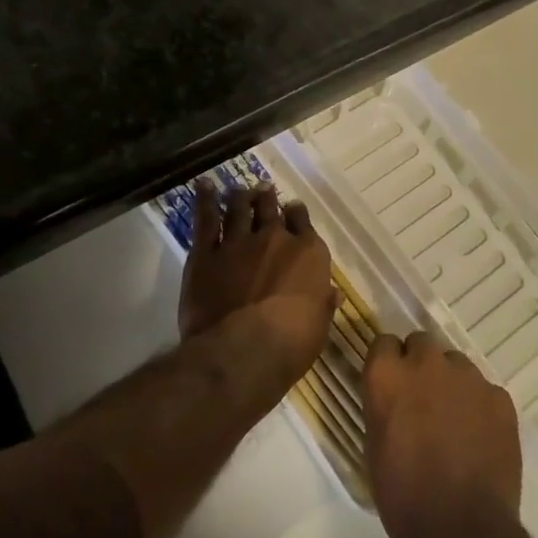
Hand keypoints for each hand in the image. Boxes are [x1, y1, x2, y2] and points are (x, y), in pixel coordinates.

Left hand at [178, 181, 335, 386]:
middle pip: (270, 208)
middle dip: (267, 198)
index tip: (292, 210)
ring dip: (240, 196)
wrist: (242, 352)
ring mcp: (239, 242)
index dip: (296, 214)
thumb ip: (323, 303)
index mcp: (308, 253)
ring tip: (239, 190)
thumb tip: (333, 293)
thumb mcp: (319, 326)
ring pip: (239, 207)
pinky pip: (206, 219)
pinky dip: (205, 199)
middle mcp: (275, 238)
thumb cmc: (291, 345)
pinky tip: (204, 186)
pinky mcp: (206, 253)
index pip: (303, 222)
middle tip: (263, 191)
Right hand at [363, 330, 521, 537]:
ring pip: (456, 364)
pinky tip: (480, 438)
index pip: (384, 343)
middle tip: (423, 401)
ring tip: (455, 422)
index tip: (392, 385)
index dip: (389, 364)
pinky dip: (481, 407)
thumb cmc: (402, 495)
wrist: (460, 530)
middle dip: (420, 366)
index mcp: (387, 375)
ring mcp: (467, 377)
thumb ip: (384, 405)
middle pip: (422, 344)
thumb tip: (396, 398)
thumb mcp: (375, 444)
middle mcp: (426, 363)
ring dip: (452, 384)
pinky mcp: (499, 397)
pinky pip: (485, 391)